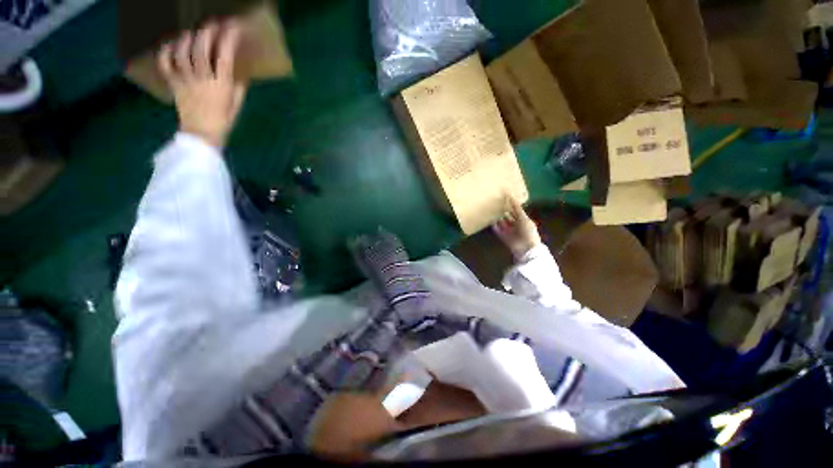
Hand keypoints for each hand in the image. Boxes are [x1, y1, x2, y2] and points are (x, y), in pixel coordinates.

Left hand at [158, 21, 246, 148]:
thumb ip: (238, 86)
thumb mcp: (237, 104)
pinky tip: (171, 44)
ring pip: (182, 52)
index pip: (224, 56)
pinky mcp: (173, 83)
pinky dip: (166, 51)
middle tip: (212, 23)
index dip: (228, 39)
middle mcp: (202, 78)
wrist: (202, 134)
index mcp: (221, 85)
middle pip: (201, 49)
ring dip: (187, 38)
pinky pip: (165, 63)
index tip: (233, 27)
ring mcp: (185, 79)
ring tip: (192, 31)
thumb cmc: (224, 120)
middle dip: (207, 32)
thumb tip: (238, 70)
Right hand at [492, 197, 541, 258]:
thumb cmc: (528, 231)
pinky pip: (497, 230)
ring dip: (497, 219)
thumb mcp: (524, 218)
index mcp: (523, 220)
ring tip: (491, 211)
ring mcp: (509, 231)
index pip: (515, 212)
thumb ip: (517, 209)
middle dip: (503, 212)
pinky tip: (490, 221)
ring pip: (502, 223)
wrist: (526, 248)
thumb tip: (512, 197)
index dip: (511, 206)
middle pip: (508, 217)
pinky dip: (494, 226)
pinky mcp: (503, 237)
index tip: (504, 199)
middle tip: (496, 205)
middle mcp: (515, 225)